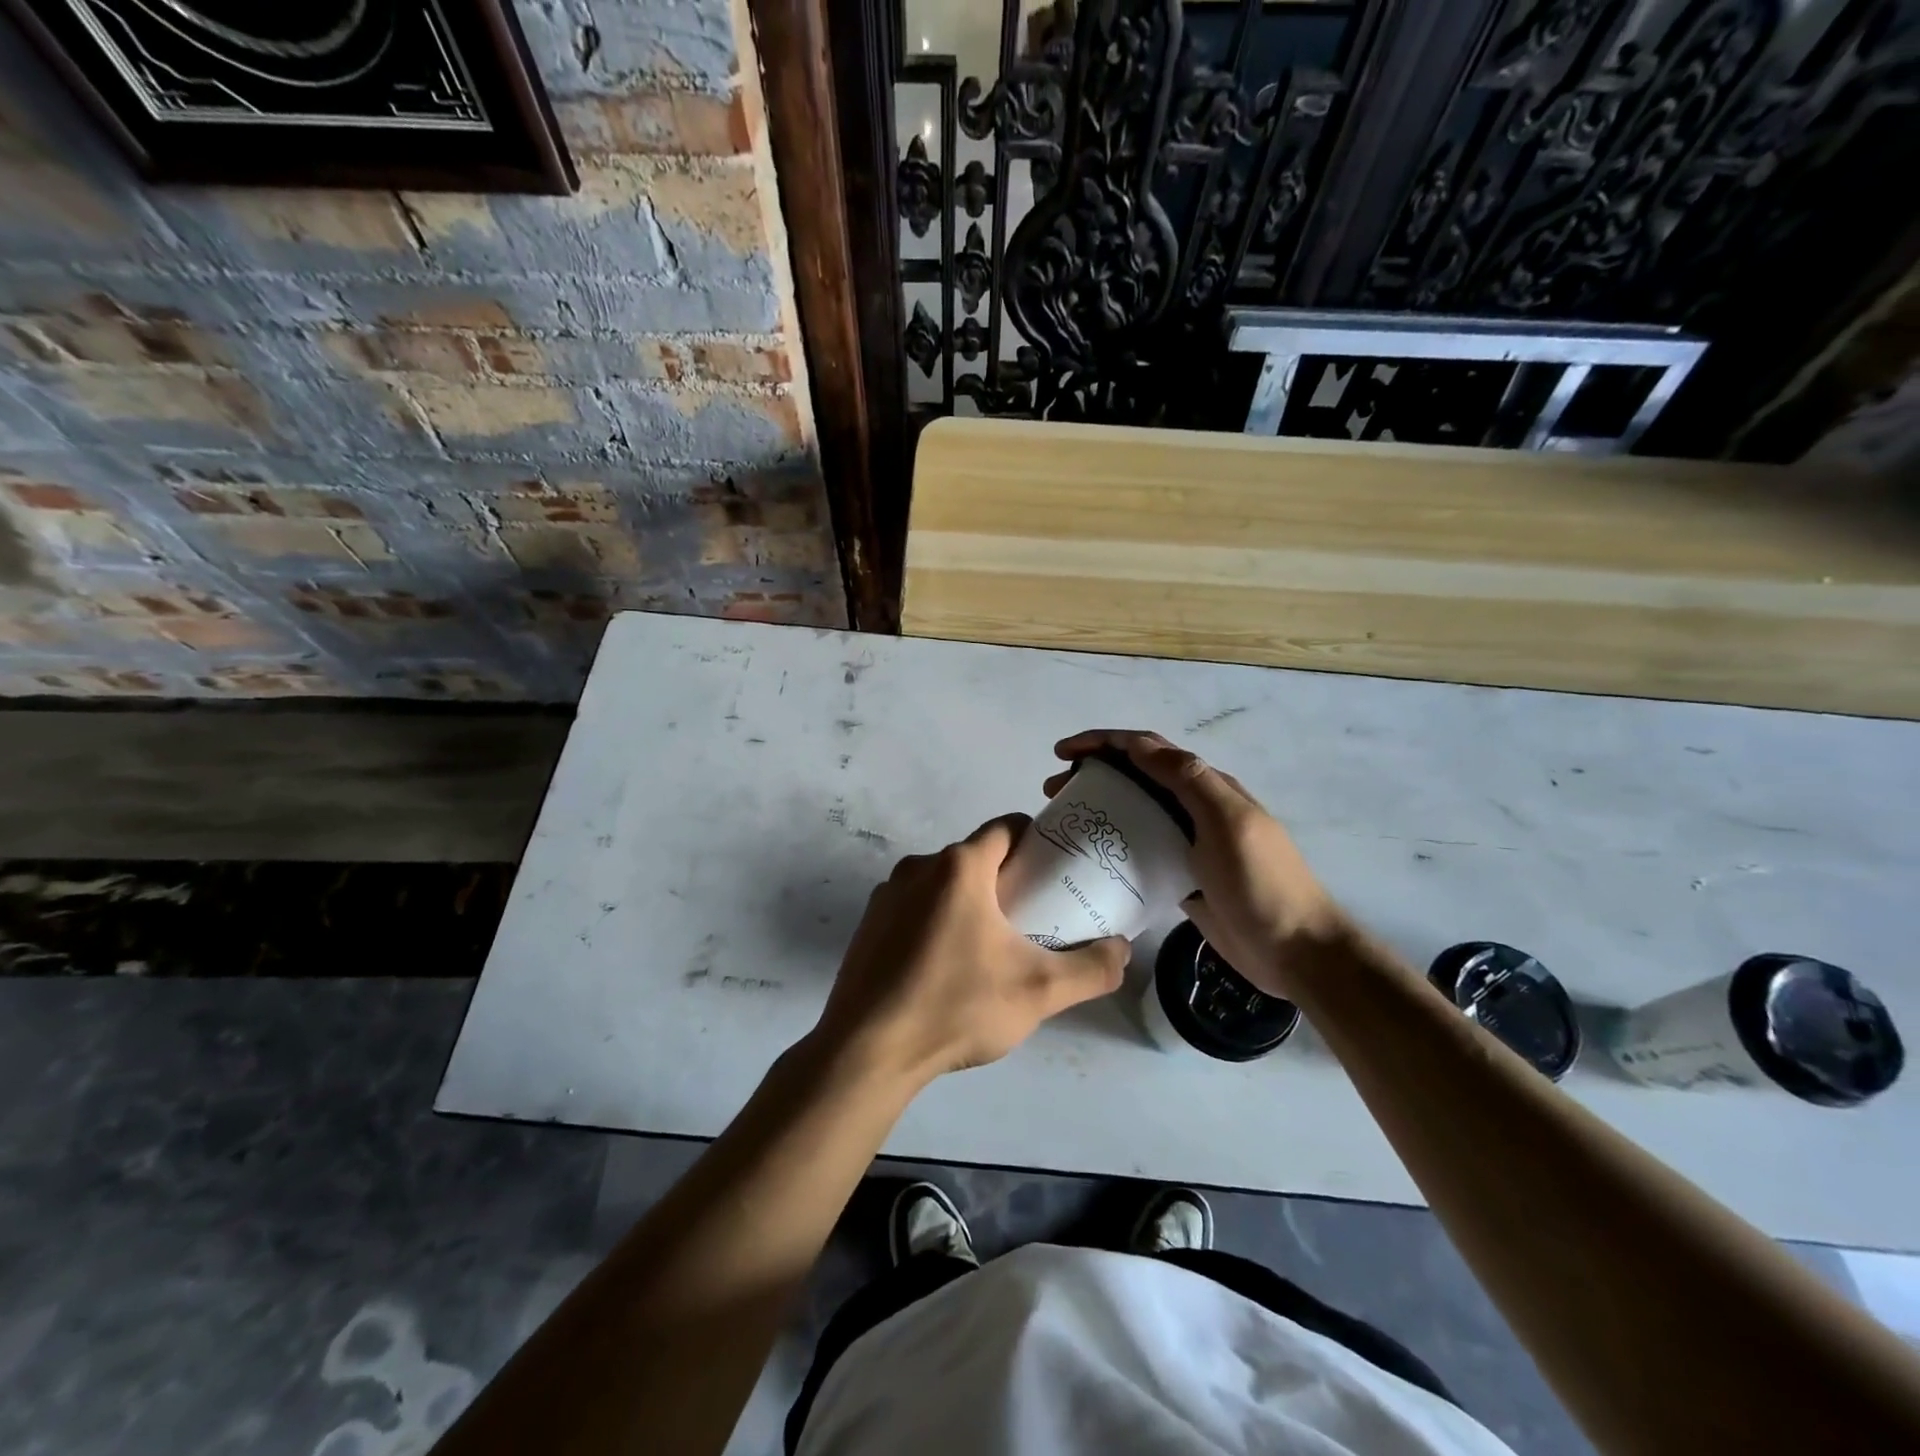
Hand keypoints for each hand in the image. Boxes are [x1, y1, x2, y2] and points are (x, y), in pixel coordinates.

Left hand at [813, 814, 1129, 1086]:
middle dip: (1007, 878)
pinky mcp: (868, 924)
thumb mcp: (1039, 991)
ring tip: (993, 946)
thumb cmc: (956, 1007)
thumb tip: (1122, 949)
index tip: (1058, 870)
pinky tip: (947, 966)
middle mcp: (918, 867)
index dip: (1038, 841)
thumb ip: (1091, 968)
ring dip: (970, 902)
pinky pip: (915, 907)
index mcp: (959, 867)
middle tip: (1035, 916)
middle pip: (976, 857)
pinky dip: (937, 921)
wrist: (868, 1051)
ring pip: (943, 883)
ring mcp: (887, 895)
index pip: (1007, 828)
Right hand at [1048, 731, 1344, 997]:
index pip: (1147, 749)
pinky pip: (1139, 849)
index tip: (1063, 753)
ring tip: (1064, 818)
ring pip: (1134, 811)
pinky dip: (1112, 843)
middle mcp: (1194, 807)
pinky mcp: (1179, 875)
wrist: (1294, 949)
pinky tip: (1090, 856)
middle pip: (1135, 776)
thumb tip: (1140, 745)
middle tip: (1054, 790)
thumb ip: (1189, 780)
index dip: (1104, 742)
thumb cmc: (1261, 882)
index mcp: (1206, 786)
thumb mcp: (1228, 822)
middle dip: (1093, 772)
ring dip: (1099, 805)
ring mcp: (1187, 842)